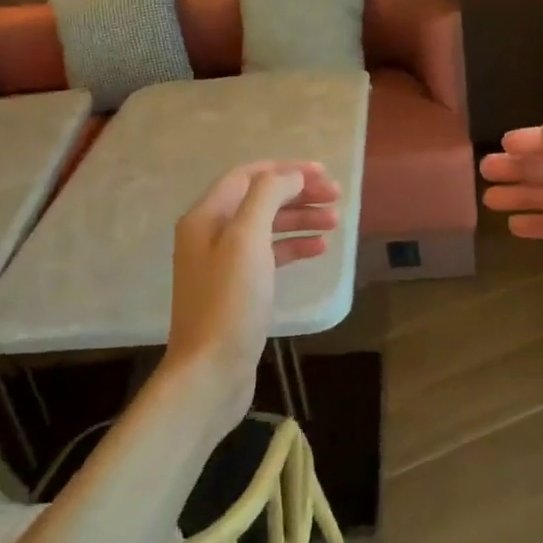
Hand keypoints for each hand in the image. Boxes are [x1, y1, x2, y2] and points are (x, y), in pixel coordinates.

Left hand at [164, 161, 340, 431]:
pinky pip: (268, 256)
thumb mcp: (247, 239)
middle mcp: (210, 234)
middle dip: (298, 194)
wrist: (211, 371)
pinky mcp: (238, 289)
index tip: (324, 173)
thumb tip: (291, 175)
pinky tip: (319, 249)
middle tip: (336, 197)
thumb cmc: (230, 301)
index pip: (248, 176)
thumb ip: (267, 197)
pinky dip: (293, 247)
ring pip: (267, 227)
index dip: (286, 170)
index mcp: (206, 217)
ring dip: (300, 220)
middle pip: (259, 200)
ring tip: (335, 222)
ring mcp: (223, 263)